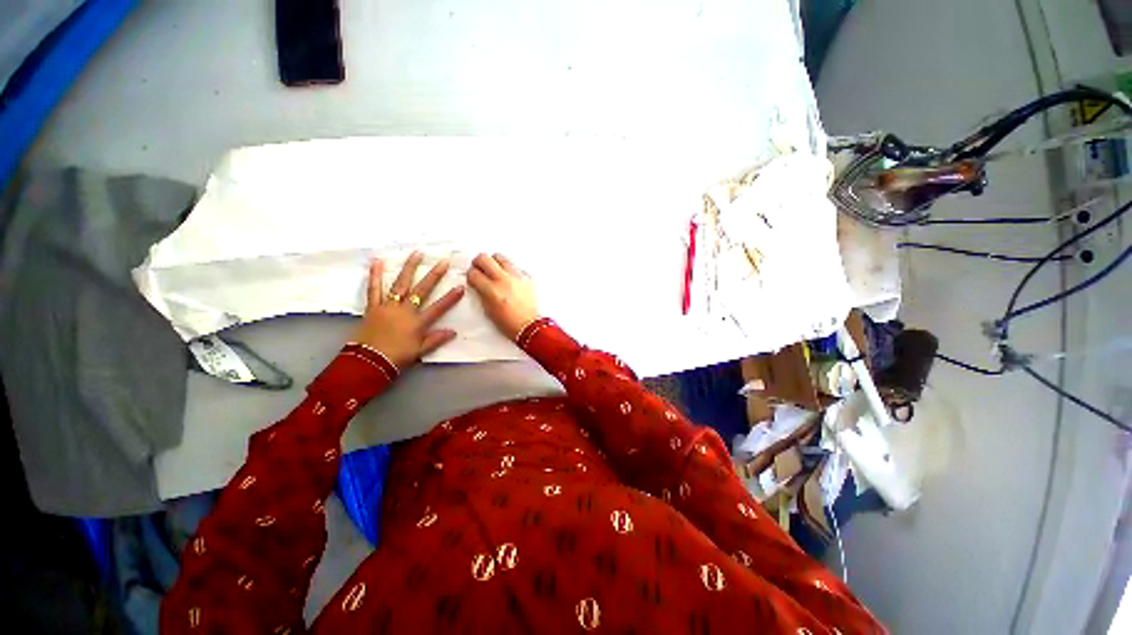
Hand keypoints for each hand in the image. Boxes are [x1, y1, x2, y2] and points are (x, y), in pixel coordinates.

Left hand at [351, 253, 464, 368]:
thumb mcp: (420, 351)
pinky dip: (375, 275)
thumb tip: (453, 332)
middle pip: (422, 290)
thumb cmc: (396, 357)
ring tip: (416, 253)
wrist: (368, 362)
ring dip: (409, 268)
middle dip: (434, 275)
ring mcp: (388, 306)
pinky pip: (374, 289)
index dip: (451, 298)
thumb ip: (436, 339)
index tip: (461, 286)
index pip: (438, 308)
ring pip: (400, 284)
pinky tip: (377, 261)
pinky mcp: (373, 307)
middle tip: (443, 261)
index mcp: (418, 322)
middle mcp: (405, 310)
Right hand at [467, 253, 538, 339]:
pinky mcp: (527, 277)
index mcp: (492, 290)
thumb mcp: (488, 310)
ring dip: (495, 262)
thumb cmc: (509, 323)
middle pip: (484, 258)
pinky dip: (510, 270)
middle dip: (479, 262)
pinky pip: (515, 267)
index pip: (474, 273)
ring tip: (495, 270)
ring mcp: (517, 277)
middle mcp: (504, 280)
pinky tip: (510, 278)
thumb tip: (478, 283)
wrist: (529, 326)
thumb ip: (482, 293)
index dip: (470, 274)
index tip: (472, 276)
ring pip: (501, 257)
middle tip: (480, 268)